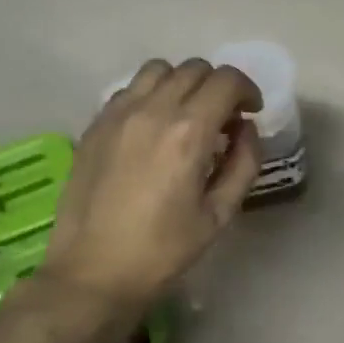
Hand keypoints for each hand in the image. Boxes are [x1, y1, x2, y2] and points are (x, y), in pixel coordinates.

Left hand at [42, 58, 263, 320]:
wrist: (92, 273)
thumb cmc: (162, 251)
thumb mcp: (218, 214)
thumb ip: (243, 163)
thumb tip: (246, 128)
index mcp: (188, 132)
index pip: (226, 81)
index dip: (247, 90)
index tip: (250, 112)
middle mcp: (152, 110)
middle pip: (194, 69)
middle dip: (218, 86)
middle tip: (222, 119)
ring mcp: (118, 114)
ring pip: (159, 70)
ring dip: (182, 83)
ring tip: (186, 116)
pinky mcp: (95, 125)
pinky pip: (129, 89)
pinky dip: (151, 94)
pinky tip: (152, 127)